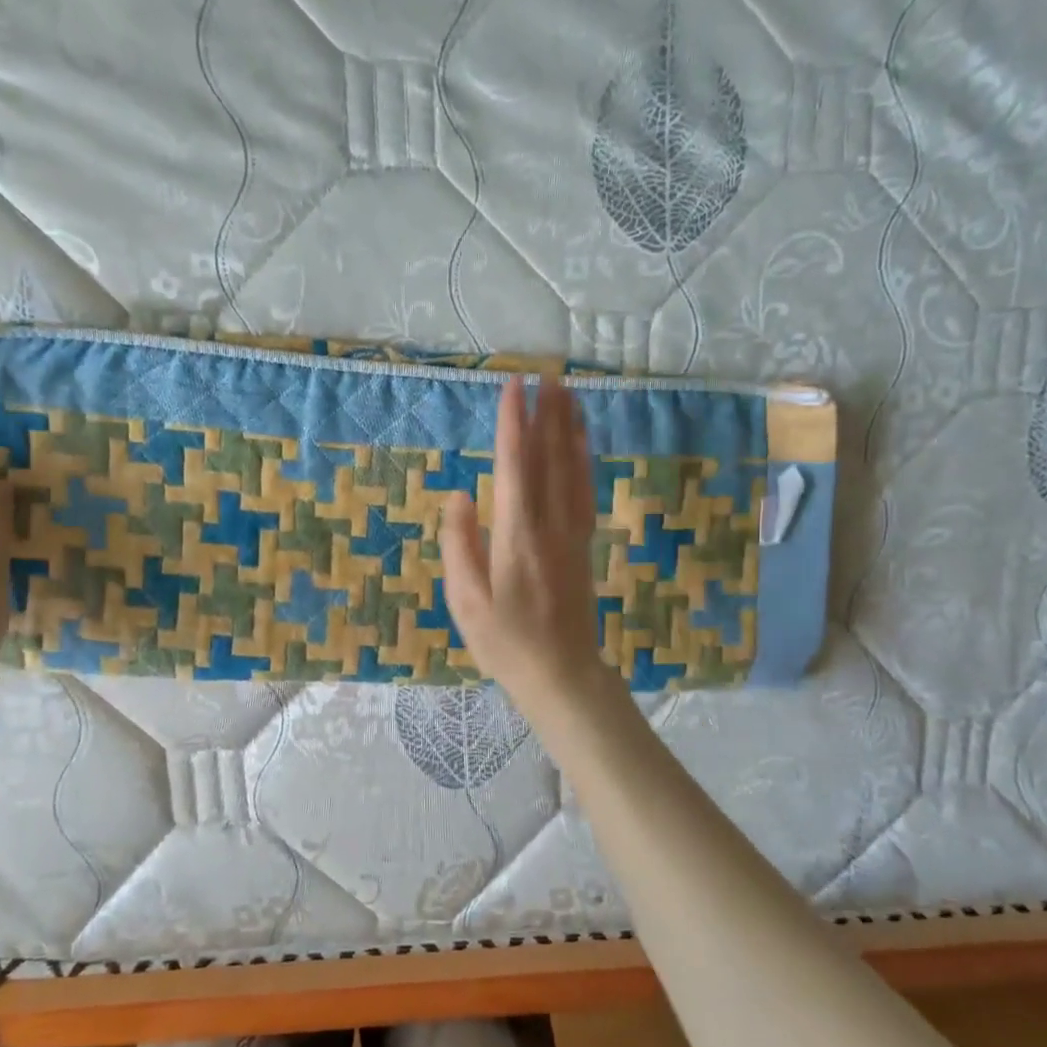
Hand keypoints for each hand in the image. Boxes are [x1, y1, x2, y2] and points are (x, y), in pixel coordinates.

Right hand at [440, 376, 617, 719]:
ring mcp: (573, 533)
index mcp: (516, 536)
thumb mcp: (465, 601)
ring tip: (567, 393)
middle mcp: (549, 526)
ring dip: (569, 428)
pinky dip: (584, 459)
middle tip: (544, 373)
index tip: (512, 387)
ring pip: (573, 470)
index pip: (515, 467)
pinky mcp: (584, 544)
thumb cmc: (505, 642)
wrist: (561, 673)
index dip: (513, 424)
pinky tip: (582, 443)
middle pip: (549, 459)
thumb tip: (460, 496)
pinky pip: (586, 490)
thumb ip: (460, 545)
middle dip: (545, 414)